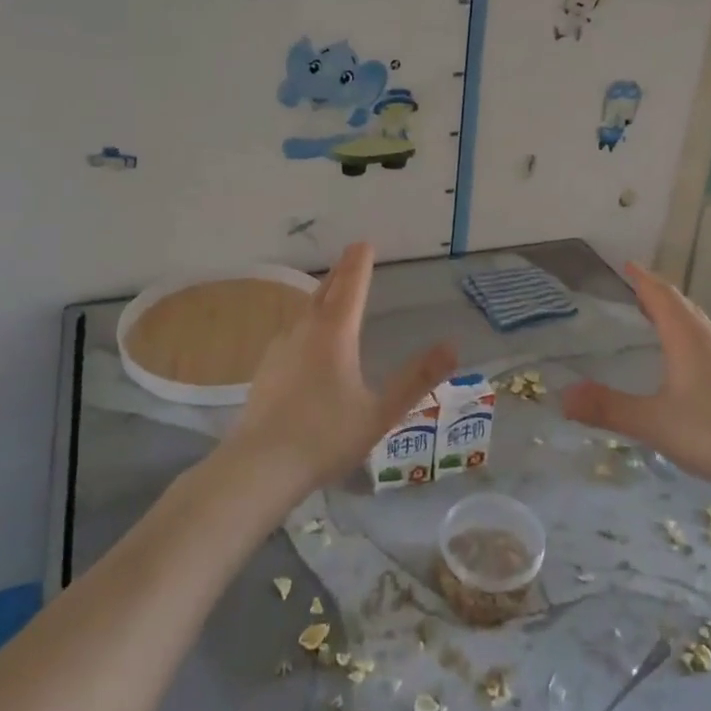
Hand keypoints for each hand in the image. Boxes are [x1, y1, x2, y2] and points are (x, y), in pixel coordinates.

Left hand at [221, 242, 454, 502]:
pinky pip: (292, 331)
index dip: (359, 264)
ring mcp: (280, 350)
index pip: (351, 288)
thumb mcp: (381, 412)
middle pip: (325, 292)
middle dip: (341, 273)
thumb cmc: (325, 438)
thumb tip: (452, 346)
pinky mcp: (265, 370)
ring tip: (332, 290)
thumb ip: (416, 379)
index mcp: (334, 335)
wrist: (258, 467)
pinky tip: (305, 336)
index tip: (364, 242)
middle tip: (352, 256)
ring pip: (305, 311)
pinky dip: (307, 320)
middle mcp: (305, 332)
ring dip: (322, 295)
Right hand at [563, 262, 710, 499]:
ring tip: (658, 317)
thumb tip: (563, 395)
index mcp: (689, 340)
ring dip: (676, 315)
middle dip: (658, 293)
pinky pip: (709, 345)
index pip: (662, 297)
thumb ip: (607, 408)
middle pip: (683, 306)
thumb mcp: (652, 422)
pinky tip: (688, 361)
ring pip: (699, 326)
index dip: (643, 279)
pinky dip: (689, 337)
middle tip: (636, 287)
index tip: (627, 264)